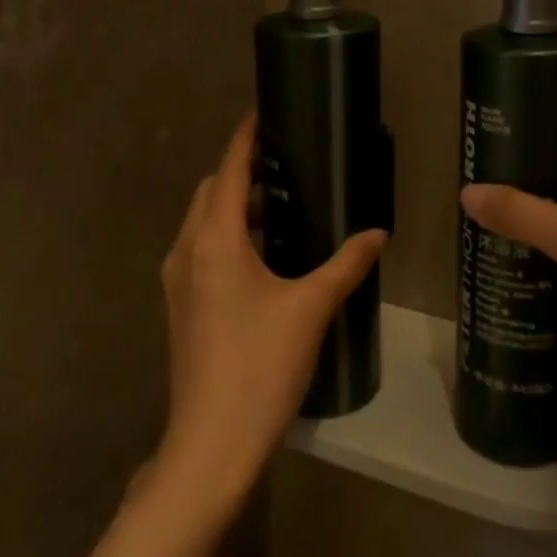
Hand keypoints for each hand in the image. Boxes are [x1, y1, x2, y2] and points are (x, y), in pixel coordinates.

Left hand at [155, 114, 386, 518]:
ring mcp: (178, 281)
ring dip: (235, 206)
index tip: (264, 114)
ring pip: (203, 223)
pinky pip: (201, 250)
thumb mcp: (311, 309)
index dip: (245, 139)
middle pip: (211, 192)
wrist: (211, 442)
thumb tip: (378, 234)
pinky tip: (263, 255)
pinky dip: (227, 236)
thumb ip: (346, 264)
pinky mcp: (180, 306)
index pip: (229, 171)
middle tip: (284, 162)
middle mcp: (187, 251)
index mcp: (215, 241)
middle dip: (241, 171)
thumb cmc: (261, 366)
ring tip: (281, 204)